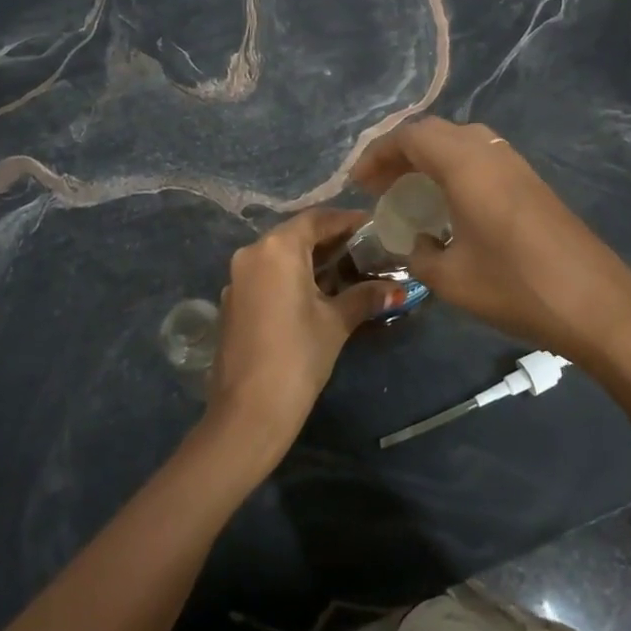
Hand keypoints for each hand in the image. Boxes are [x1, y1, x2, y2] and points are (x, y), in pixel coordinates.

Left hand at [204, 208, 402, 462]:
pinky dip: (291, 278)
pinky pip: (267, 276)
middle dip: (330, 241)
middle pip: (296, 235)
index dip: (346, 220)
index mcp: (277, 248)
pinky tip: (316, 295)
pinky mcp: (233, 302)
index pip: (316, 219)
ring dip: (310, 260)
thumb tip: (398, 289)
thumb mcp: (336, 322)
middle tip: (364, 249)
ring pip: (279, 257)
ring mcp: (237, 279)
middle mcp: (252, 254)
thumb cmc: (298, 356)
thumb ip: (365, 297)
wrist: (249, 411)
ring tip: (346, 271)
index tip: (373, 226)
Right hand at [353, 117, 630, 375]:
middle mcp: (490, 152)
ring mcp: (516, 164)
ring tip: (409, 192)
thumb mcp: (450, 279)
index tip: (358, 183)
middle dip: (400, 153)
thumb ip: (419, 254)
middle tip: (379, 185)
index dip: (377, 154)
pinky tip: (450, 204)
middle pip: (434, 133)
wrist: (597, 305)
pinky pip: (481, 159)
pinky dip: (454, 169)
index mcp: (465, 164)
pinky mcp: (532, 183)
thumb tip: (417, 243)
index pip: (410, 137)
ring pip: (460, 142)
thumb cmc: (515, 287)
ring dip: (429, 159)